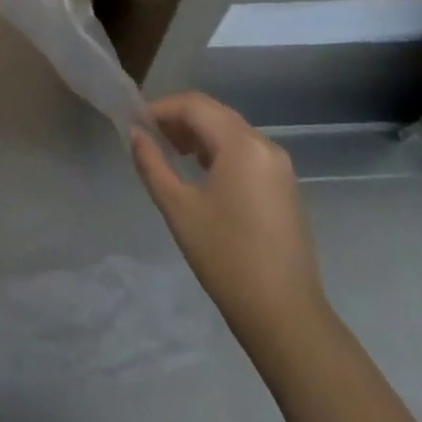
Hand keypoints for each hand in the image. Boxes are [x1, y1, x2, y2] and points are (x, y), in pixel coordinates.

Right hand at [131, 92, 328, 338]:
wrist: (286, 316)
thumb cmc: (226, 258)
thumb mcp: (179, 208)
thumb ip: (152, 163)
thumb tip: (135, 133)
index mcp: (241, 144)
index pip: (193, 105)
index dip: (161, 108)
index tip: (135, 123)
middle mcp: (264, 144)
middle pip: (214, 112)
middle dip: (179, 118)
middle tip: (149, 135)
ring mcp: (279, 165)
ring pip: (230, 130)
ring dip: (198, 133)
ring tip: (170, 153)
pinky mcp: (285, 185)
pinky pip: (246, 150)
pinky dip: (219, 149)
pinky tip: (201, 171)